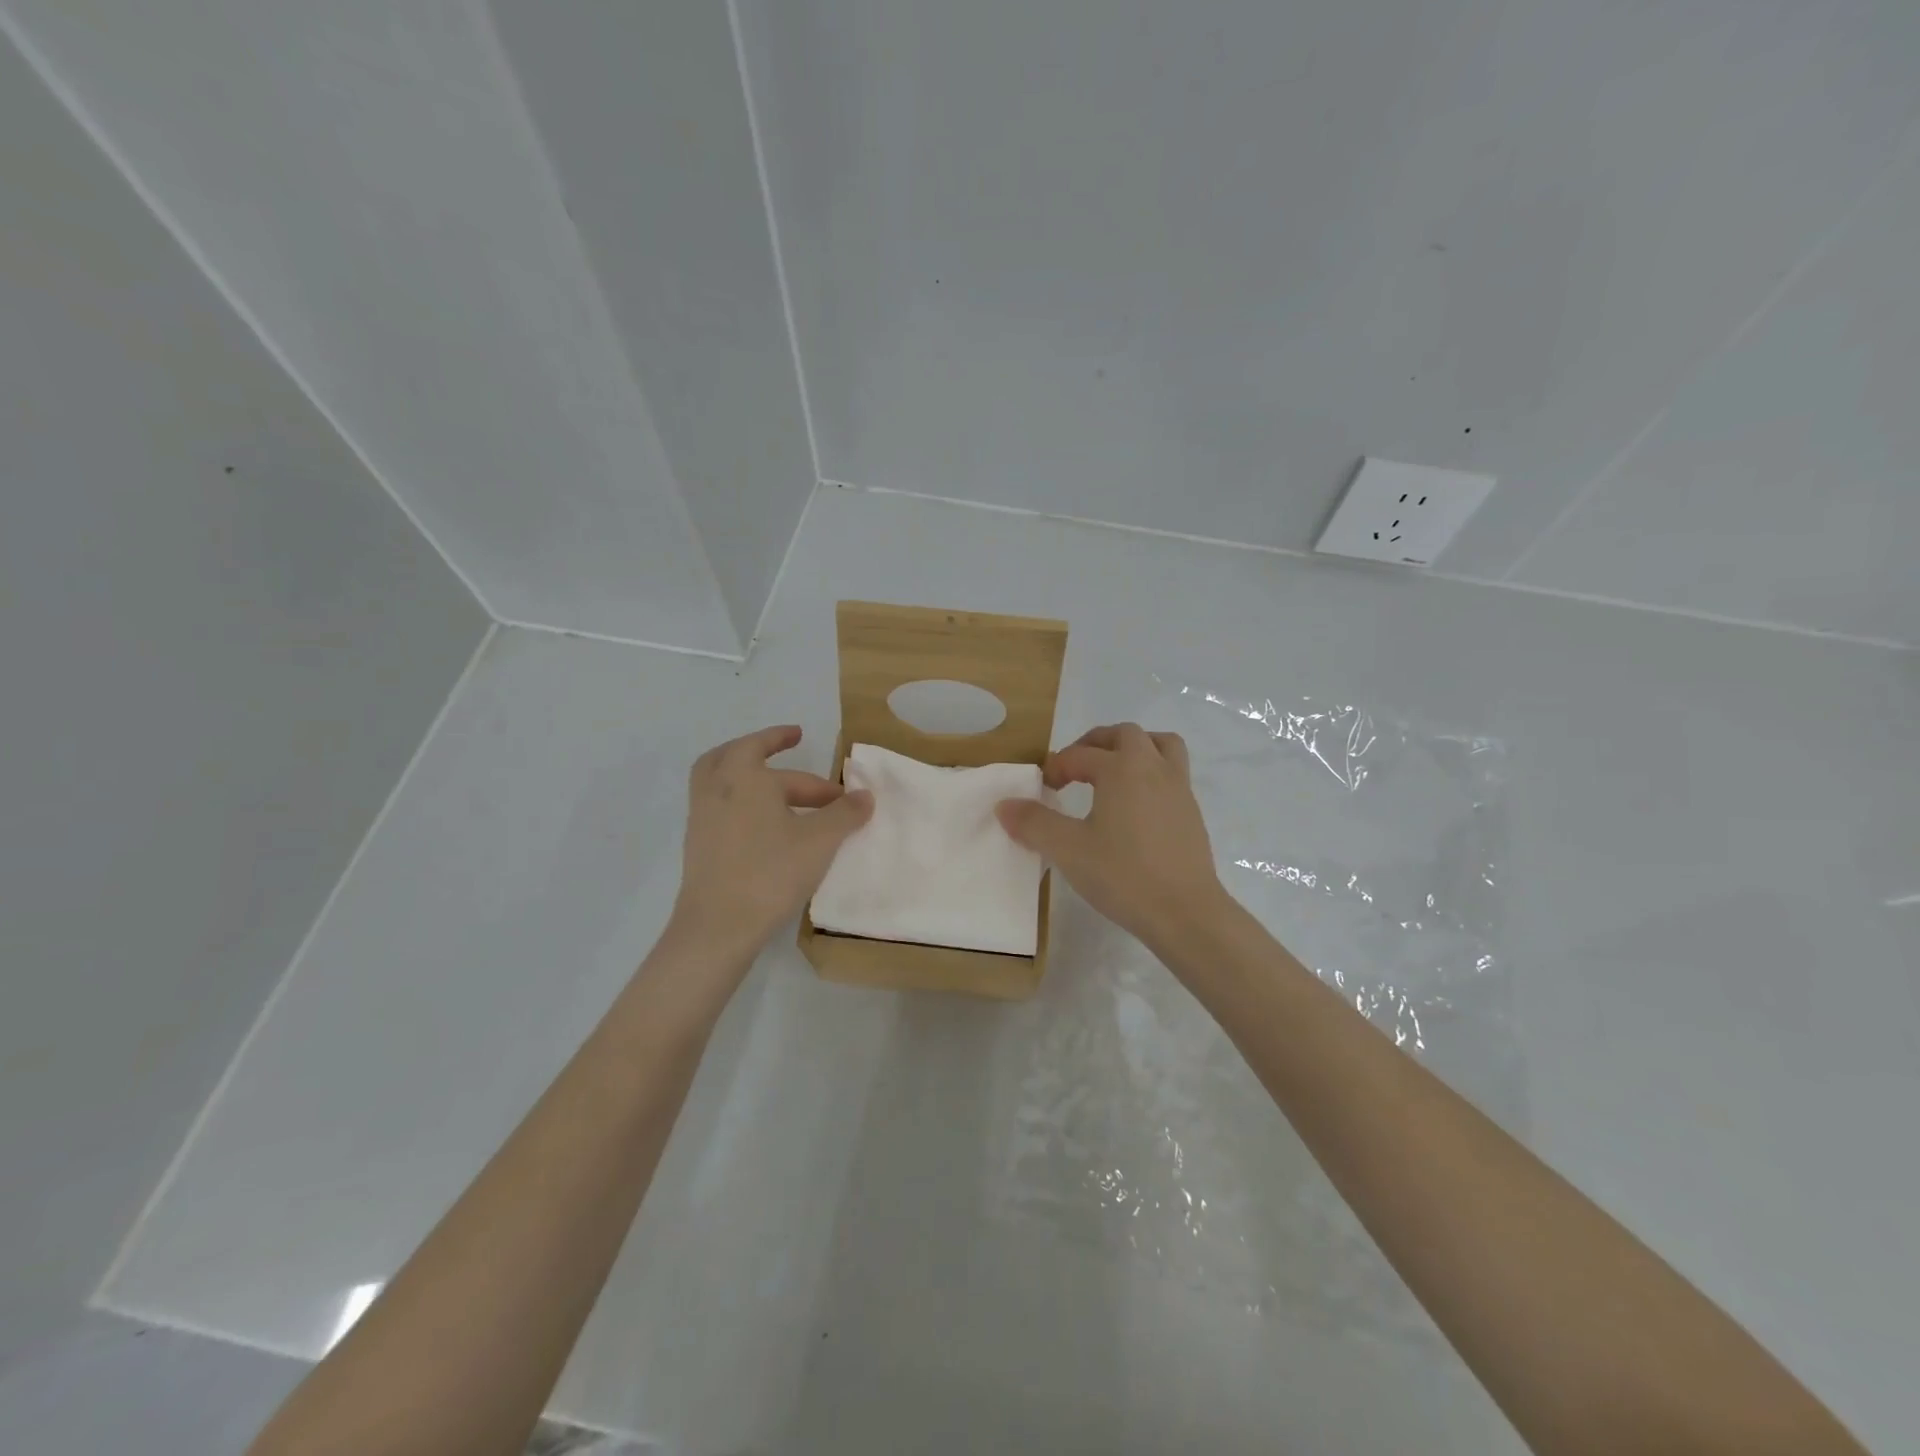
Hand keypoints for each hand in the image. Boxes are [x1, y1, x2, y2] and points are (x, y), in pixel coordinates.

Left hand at [670, 726, 871, 956]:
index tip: (799, 734)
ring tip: (781, 791)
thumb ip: (845, 813)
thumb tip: (865, 795)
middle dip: (767, 755)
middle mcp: (716, 789)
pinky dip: (743, 803)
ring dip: (751, 779)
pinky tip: (770, 826)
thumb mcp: (820, 840)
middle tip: (792, 757)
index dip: (781, 737)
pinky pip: (720, 808)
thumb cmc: (771, 871)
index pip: (764, 746)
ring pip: (722, 782)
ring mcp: (701, 818)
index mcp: (742, 776)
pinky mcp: (698, 846)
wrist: (718, 926)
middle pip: (737, 758)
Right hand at [996, 723, 1226, 948]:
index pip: (1080, 755)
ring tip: (1113, 771)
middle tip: (1075, 766)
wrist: (1186, 912)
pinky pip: (1172, 773)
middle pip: (1124, 735)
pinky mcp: (1192, 812)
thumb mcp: (1068, 850)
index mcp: (1122, 768)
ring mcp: (1179, 789)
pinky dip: (1150, 773)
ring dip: (1133, 748)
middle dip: (1095, 743)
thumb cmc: (1123, 875)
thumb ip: (1034, 823)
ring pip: (1160, 745)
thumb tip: (1004, 805)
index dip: (1056, 767)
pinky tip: (1135, 806)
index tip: (1043, 788)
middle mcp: (1153, 768)